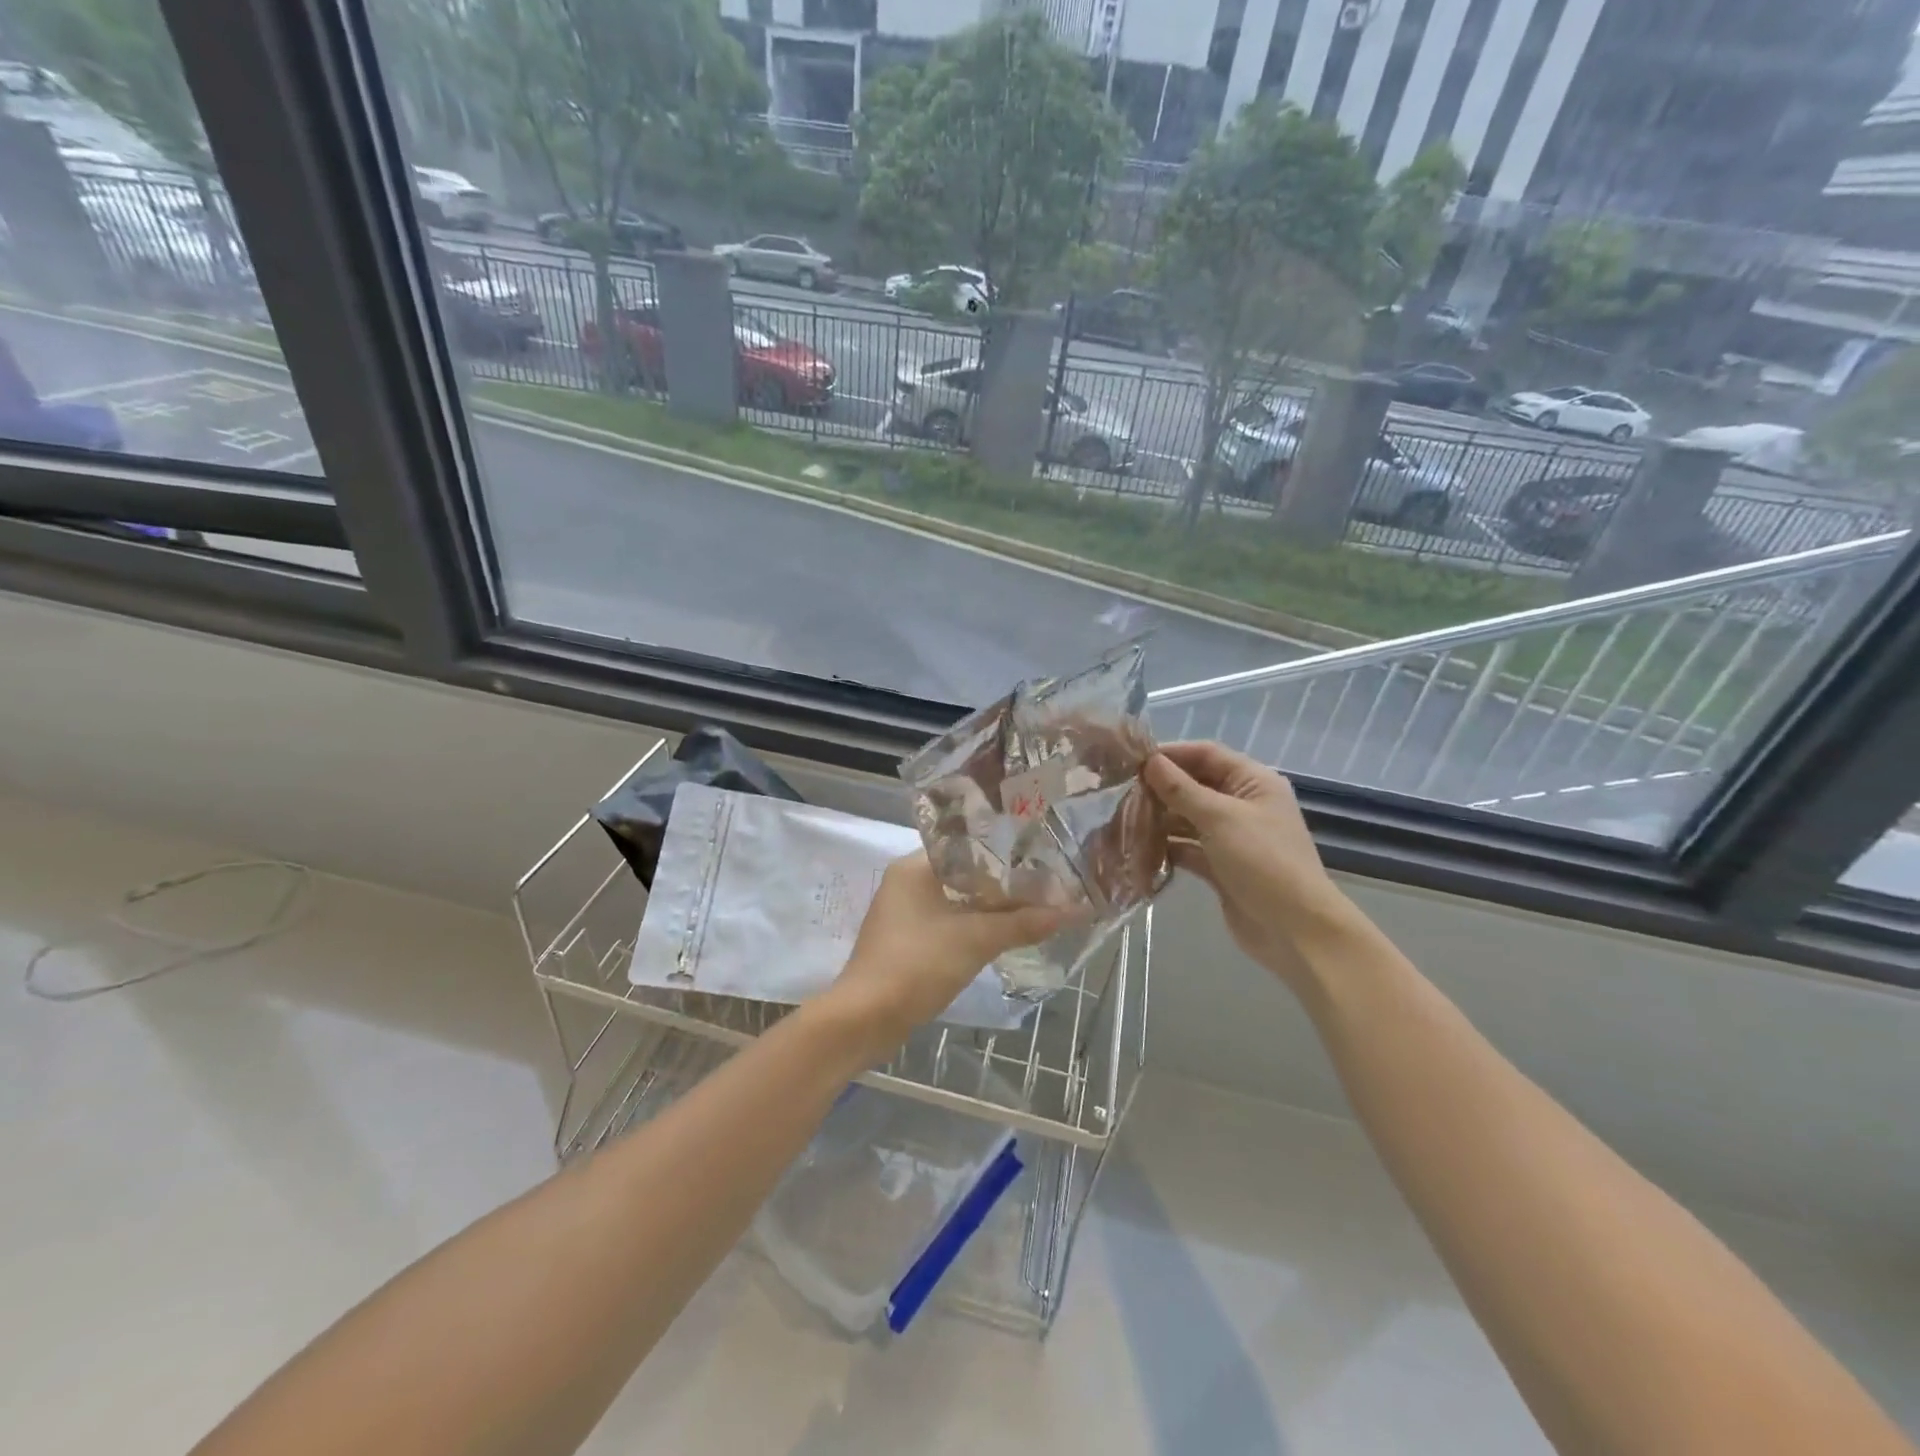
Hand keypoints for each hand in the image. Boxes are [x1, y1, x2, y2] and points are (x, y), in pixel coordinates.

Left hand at [828, 853, 1072, 1051]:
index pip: (968, 846)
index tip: (1041, 857)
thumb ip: (1022, 923)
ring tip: (1034, 906)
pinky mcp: (906, 941)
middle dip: (1003, 883)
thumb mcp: (975, 940)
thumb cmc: (917, 965)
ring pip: (957, 900)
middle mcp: (906, 882)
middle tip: (1045, 884)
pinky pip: (947, 922)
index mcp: (914, 867)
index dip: (1006, 852)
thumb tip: (1073, 911)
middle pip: (965, 873)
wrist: (865, 1019)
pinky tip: (1003, 932)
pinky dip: (973, 925)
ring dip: (990, 907)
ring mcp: (904, 913)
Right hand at [1143, 742, 1354, 987]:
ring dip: (1159, 819)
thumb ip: (1181, 789)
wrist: (1295, 930)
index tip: (1131, 759)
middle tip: (1120, 792)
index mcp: (1253, 782)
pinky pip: (1188, 847)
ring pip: (1188, 818)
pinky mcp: (1221, 866)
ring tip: (1123, 820)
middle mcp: (1243, 804)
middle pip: (1195, 785)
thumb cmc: (1262, 861)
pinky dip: (1167, 846)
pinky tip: (1139, 848)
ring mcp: (1232, 837)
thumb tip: (1150, 761)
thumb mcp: (1219, 818)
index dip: (1170, 754)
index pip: (1206, 754)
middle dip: (1160, 788)